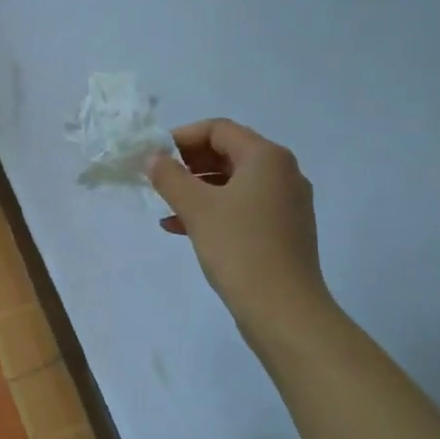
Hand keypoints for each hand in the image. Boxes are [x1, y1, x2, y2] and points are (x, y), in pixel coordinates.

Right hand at [147, 119, 334, 345]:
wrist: (283, 309)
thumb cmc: (239, 248)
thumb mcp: (196, 208)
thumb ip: (170, 177)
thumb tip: (153, 157)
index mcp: (266, 157)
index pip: (219, 129)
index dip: (183, 137)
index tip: (155, 156)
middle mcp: (283, 173)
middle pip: (228, 152)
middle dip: (189, 164)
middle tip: (159, 179)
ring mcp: (286, 203)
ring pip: (233, 182)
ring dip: (197, 189)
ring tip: (166, 206)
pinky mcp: (283, 230)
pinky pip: (243, 206)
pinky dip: (213, 210)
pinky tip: (181, 228)